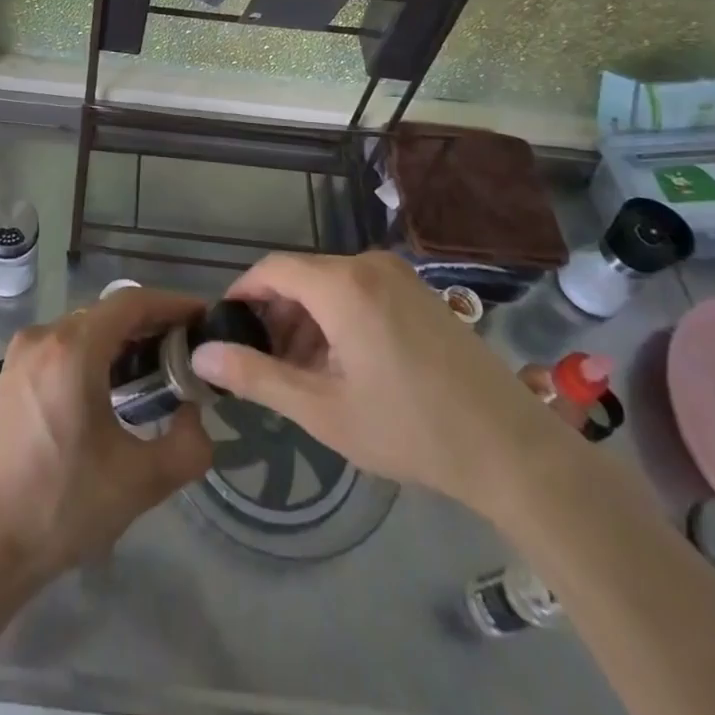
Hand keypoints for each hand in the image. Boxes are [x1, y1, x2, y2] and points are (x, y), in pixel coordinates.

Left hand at [0, 286, 213, 605]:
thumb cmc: (62, 507)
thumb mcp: (141, 482)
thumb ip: (188, 445)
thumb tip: (195, 413)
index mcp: (73, 350)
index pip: (131, 302)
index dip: (172, 304)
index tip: (204, 318)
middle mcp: (44, 336)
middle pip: (107, 313)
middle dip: (151, 324)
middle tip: (188, 351)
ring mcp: (22, 353)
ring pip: (85, 328)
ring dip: (123, 340)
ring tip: (158, 369)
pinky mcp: (12, 374)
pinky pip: (64, 345)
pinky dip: (95, 353)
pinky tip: (114, 386)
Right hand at [189, 251, 571, 514]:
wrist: (513, 450)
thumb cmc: (410, 428)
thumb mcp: (322, 410)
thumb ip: (256, 376)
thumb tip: (201, 354)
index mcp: (341, 284)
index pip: (271, 268)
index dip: (242, 295)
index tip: (225, 331)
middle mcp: (368, 265)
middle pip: (301, 277)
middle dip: (276, 317)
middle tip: (266, 366)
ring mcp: (400, 277)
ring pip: (331, 286)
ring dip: (307, 322)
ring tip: (303, 375)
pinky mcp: (421, 294)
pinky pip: (361, 292)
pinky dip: (338, 320)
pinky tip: (344, 367)